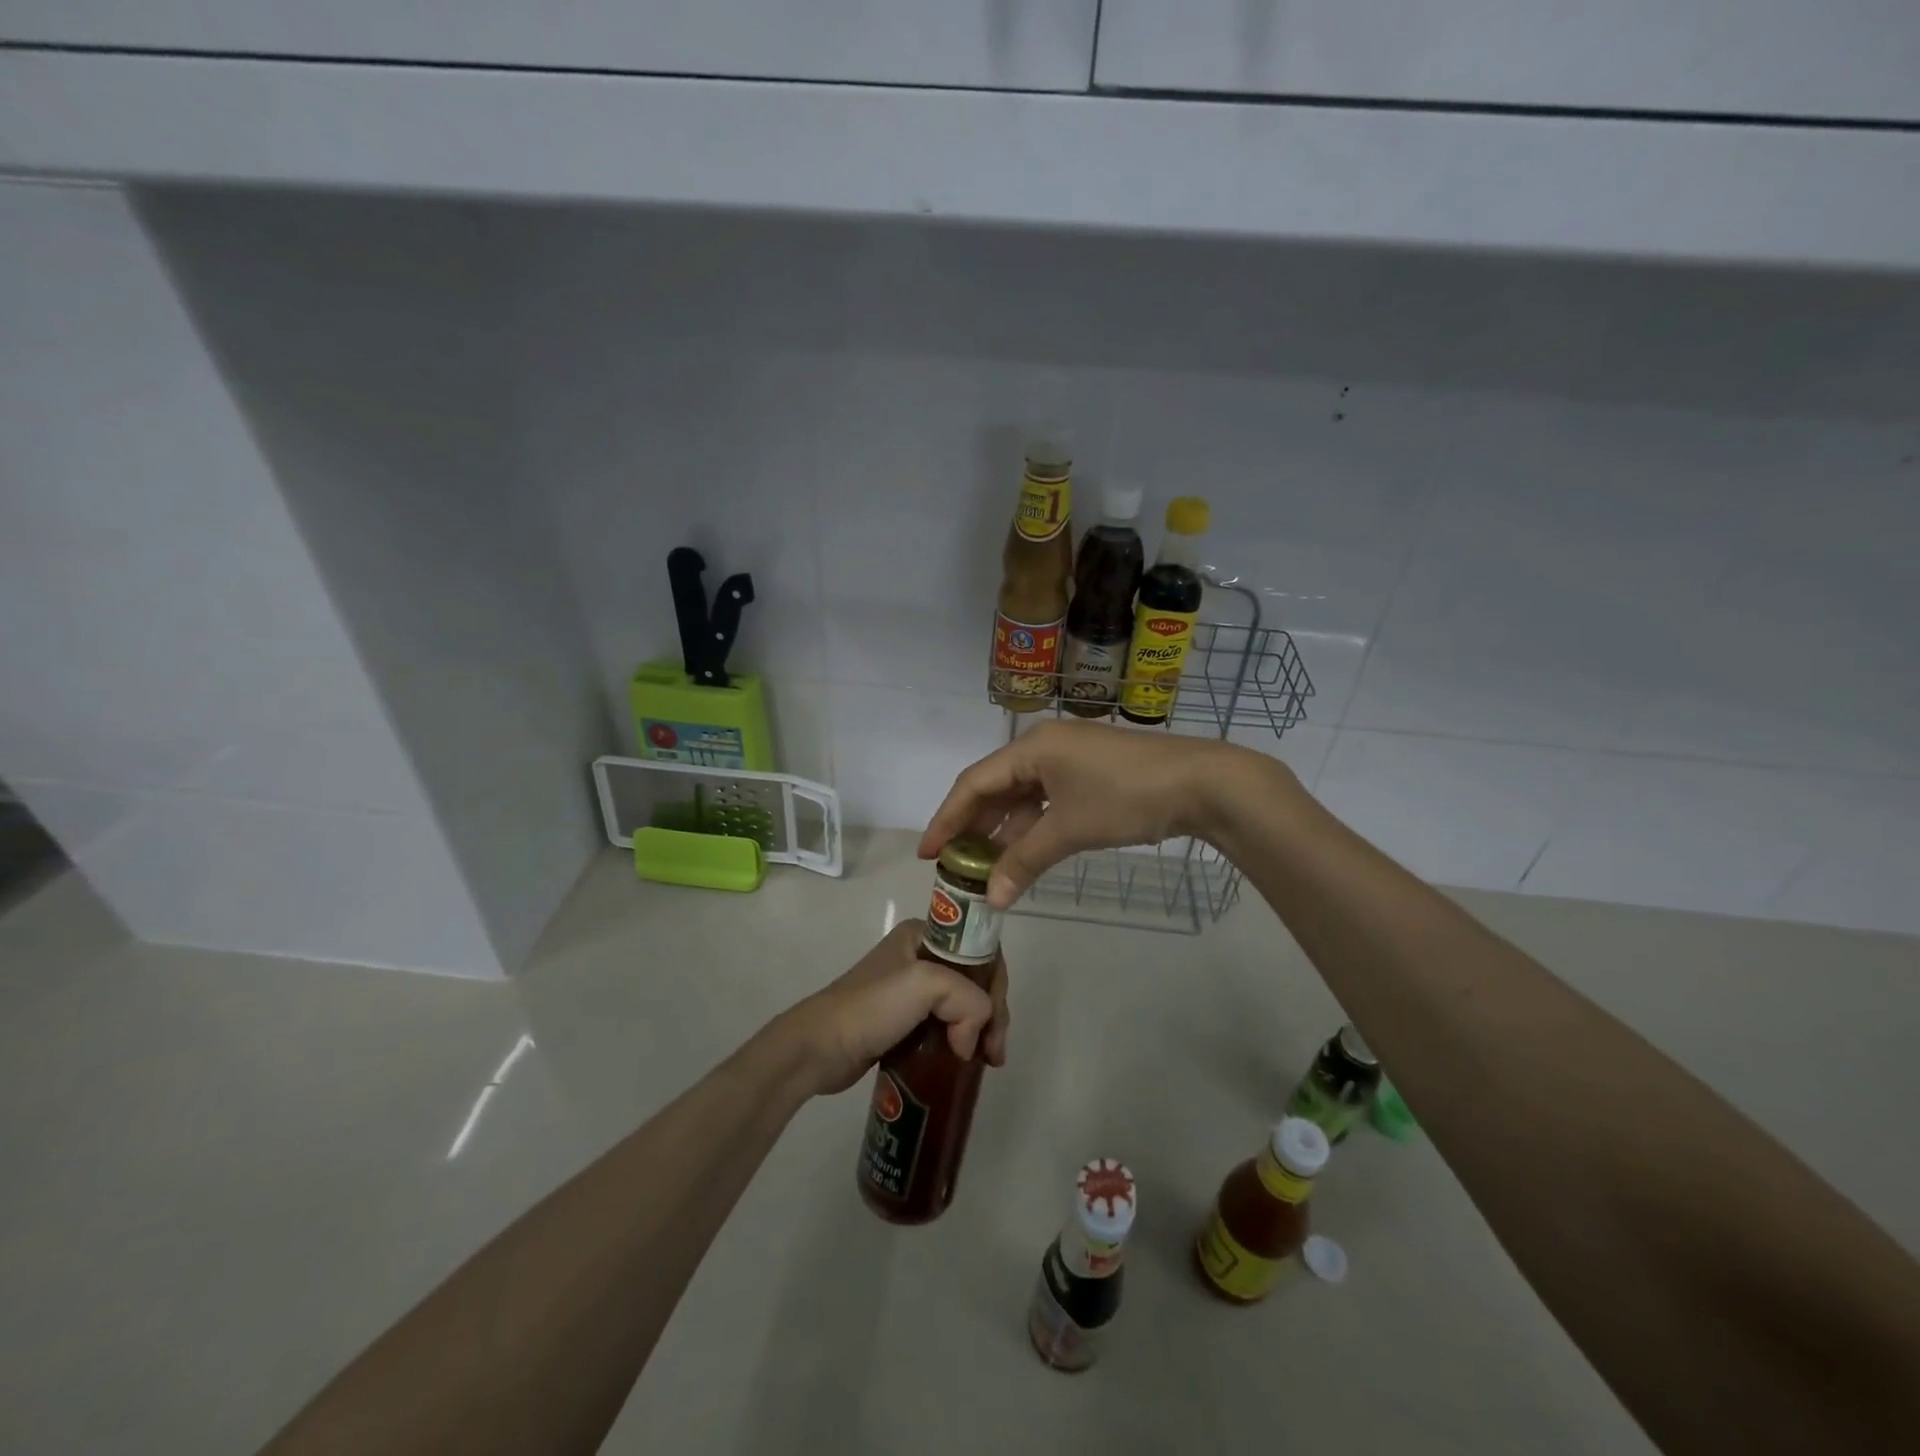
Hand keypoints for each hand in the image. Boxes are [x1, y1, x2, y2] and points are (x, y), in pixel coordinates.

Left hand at [777, 921, 1010, 1097]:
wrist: (820, 1047)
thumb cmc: (872, 1006)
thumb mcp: (927, 985)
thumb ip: (968, 1000)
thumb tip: (971, 1043)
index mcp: (924, 934)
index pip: (979, 950)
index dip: (996, 984)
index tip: (996, 1022)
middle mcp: (920, 955)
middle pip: (975, 980)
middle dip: (991, 1013)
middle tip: (995, 1053)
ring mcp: (911, 990)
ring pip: (963, 1005)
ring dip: (979, 1031)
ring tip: (987, 1063)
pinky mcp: (905, 1021)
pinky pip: (945, 1026)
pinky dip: (961, 1042)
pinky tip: (968, 1062)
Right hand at [920, 719, 1278, 907]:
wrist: (1202, 783)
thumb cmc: (1126, 797)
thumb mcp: (1069, 830)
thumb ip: (1024, 861)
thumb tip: (990, 900)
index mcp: (1031, 748)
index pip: (974, 783)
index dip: (947, 819)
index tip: (927, 853)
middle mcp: (1044, 746)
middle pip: (995, 787)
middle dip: (973, 826)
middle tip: (953, 863)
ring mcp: (1068, 758)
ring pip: (1022, 796)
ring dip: (1004, 830)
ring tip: (983, 866)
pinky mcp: (1089, 773)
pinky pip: (1046, 799)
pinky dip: (1032, 826)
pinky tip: (1023, 853)